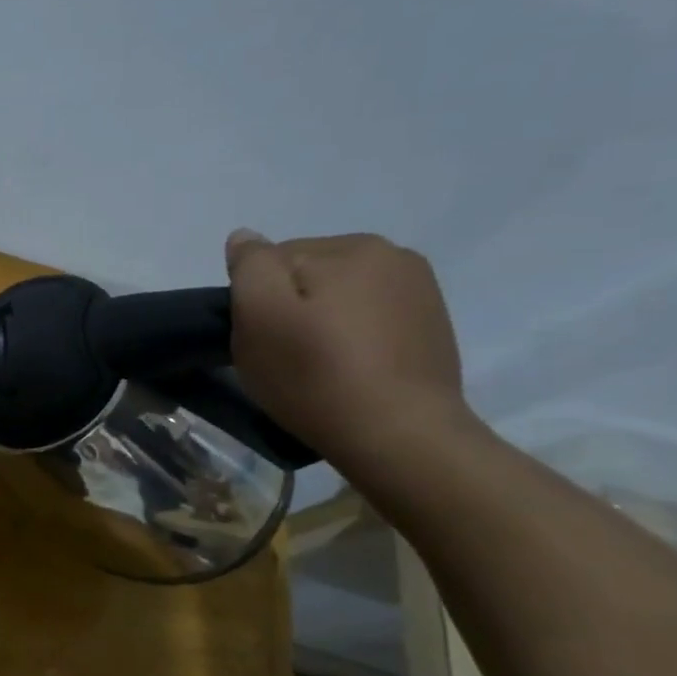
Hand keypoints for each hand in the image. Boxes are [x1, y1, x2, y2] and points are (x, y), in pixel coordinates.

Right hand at [225, 229, 469, 469]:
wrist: (401, 438)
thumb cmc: (317, 375)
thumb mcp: (260, 316)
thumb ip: (250, 266)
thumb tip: (245, 237)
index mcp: (352, 246)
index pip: (274, 260)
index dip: (255, 301)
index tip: (261, 339)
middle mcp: (394, 256)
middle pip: (309, 275)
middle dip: (291, 308)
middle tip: (285, 357)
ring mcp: (421, 292)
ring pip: (340, 297)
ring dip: (322, 323)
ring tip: (319, 368)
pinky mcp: (432, 327)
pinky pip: (370, 319)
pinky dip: (352, 338)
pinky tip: (350, 371)